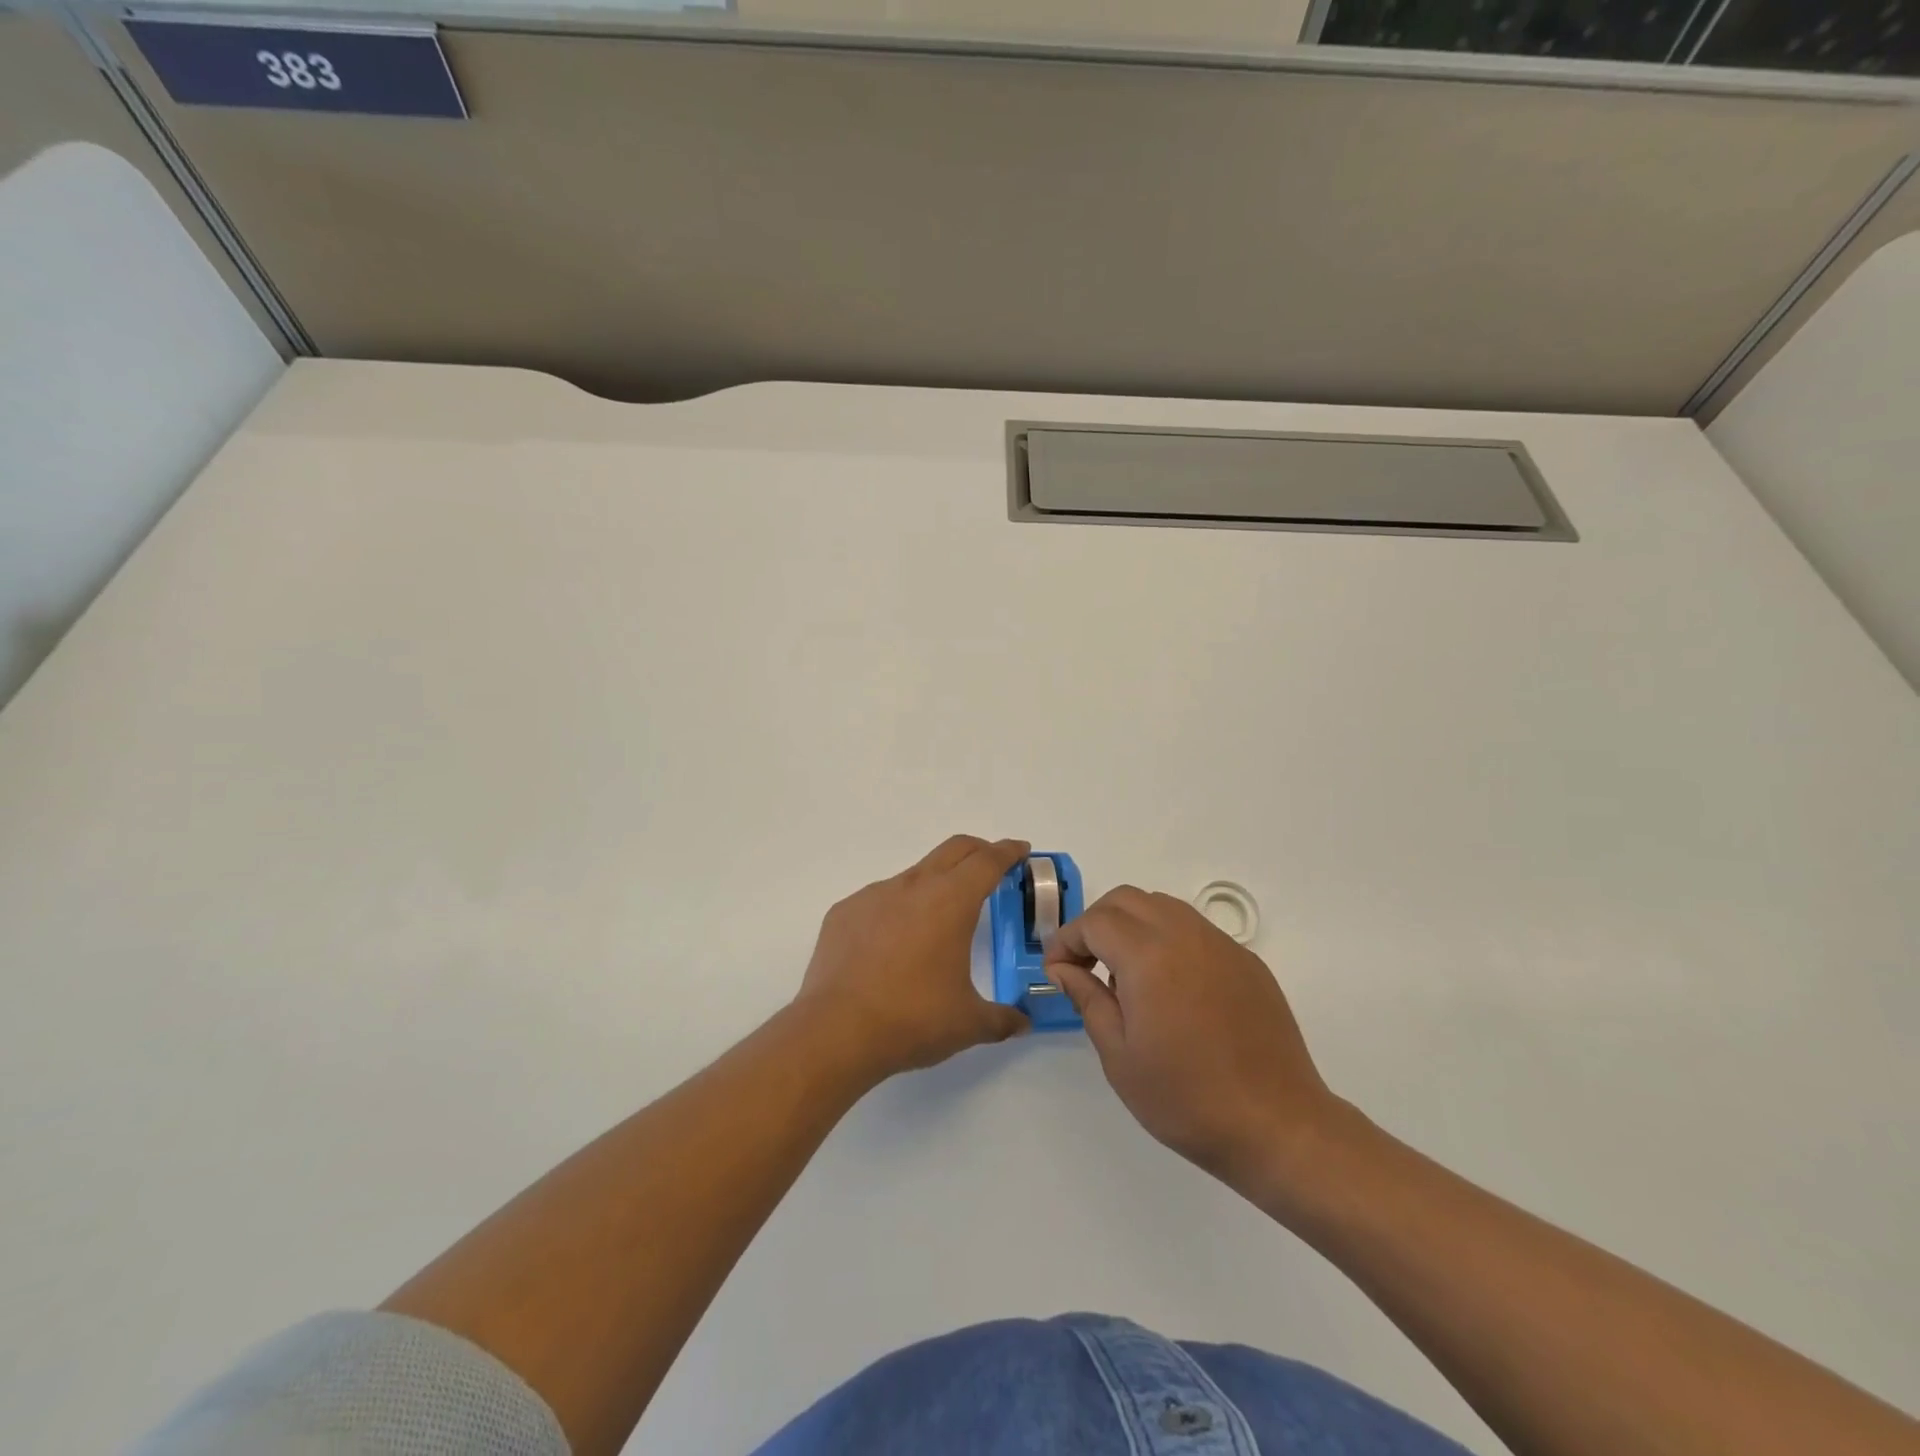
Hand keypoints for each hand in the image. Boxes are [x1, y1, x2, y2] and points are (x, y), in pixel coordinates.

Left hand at [795, 835, 1030, 1081]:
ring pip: (914, 875)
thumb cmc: (912, 1019)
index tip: (1020, 850)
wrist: (835, 1031)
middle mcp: (913, 886)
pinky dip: (896, 910)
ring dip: (935, 884)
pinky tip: (892, 945)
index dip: (1007, 852)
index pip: (987, 861)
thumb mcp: (968, 1024)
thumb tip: (1022, 1023)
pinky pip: (879, 900)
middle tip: (992, 865)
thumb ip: (1002, 1019)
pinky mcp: (844, 912)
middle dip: (978, 851)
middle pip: (953, 850)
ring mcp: (874, 895)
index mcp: (951, 902)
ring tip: (939, 918)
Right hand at [1044, 887, 1340, 1191]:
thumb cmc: (1187, 1098)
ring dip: (1132, 925)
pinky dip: (1167, 939)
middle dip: (1096, 923)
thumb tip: (1064, 969)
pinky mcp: (1246, 961)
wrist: (1277, 1125)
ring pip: (1163, 906)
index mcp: (1149, 955)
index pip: (1094, 922)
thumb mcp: (1119, 1056)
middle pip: (1127, 900)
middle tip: (1084, 965)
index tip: (1056, 970)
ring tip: (1124, 974)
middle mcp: (1185, 934)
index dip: (1067, 940)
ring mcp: (1221, 944)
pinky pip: (1195, 929)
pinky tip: (1169, 987)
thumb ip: (1088, 999)